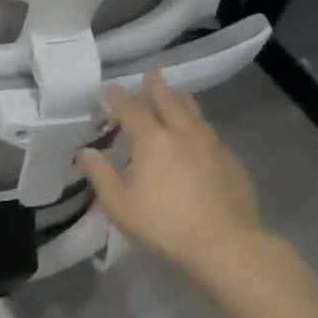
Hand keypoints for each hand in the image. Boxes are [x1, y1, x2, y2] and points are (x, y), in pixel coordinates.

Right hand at [78, 72, 264, 275]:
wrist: (226, 245)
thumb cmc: (164, 225)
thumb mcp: (120, 205)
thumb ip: (100, 175)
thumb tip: (85, 151)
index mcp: (152, 141)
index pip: (131, 110)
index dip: (118, 98)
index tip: (110, 88)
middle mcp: (182, 135)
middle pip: (168, 102)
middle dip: (156, 86)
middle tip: (150, 72)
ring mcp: (211, 146)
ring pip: (195, 114)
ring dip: (182, 100)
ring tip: (178, 92)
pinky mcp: (232, 163)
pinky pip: (212, 135)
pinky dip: (201, 127)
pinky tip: (202, 135)